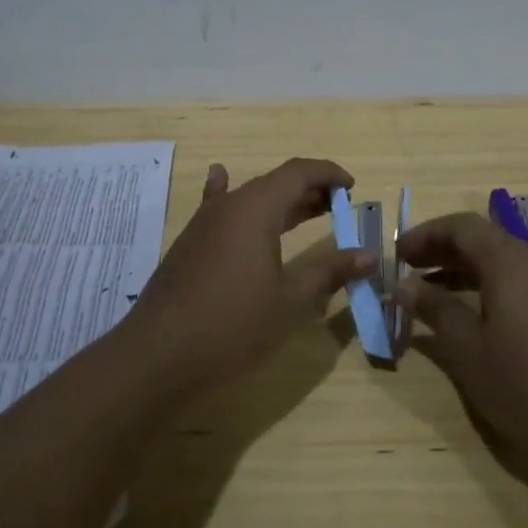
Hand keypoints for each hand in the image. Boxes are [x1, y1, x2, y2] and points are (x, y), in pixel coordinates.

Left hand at [127, 158, 374, 393]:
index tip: (353, 188)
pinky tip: (220, 178)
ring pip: (249, 199)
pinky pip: (217, 209)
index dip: (329, 174)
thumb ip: (331, 272)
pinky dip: (229, 195)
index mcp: (256, 208)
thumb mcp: (291, 301)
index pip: (299, 172)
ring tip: (308, 211)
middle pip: (275, 183)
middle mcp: (228, 206)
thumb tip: (369, 255)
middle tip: (339, 208)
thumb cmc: (233, 326)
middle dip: (310, 191)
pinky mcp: (189, 245)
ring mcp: (204, 224)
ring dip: (281, 203)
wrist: (159, 355)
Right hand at [396, 212, 527, 461]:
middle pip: (484, 240)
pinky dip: (492, 290)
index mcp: (510, 260)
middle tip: (409, 274)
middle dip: (442, 252)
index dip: (425, 235)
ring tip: (435, 298)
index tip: (397, 256)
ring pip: (505, 263)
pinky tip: (480, 322)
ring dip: (466, 273)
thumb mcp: (470, 350)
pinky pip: (524, 284)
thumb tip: (404, 285)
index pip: (461, 226)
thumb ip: (435, 310)